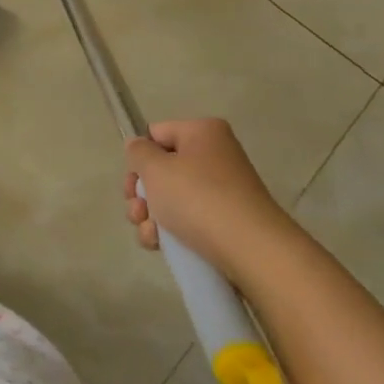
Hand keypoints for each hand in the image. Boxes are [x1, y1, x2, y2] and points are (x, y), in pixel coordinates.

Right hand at [123, 119, 302, 276]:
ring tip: (149, 232)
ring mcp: (222, 190)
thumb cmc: (197, 199)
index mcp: (203, 133)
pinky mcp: (225, 220)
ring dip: (150, 215)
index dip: (139, 157)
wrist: (250, 250)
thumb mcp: (155, 169)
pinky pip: (187, 218)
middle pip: (161, 169)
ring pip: (170, 197)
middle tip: (136, 210)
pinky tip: (160, 244)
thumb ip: (138, 153)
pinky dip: (169, 230)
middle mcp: (215, 156)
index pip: (156, 134)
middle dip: (141, 193)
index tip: (133, 182)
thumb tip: (138, 147)